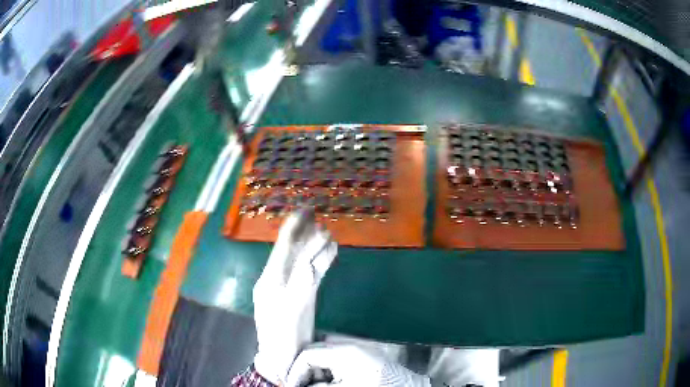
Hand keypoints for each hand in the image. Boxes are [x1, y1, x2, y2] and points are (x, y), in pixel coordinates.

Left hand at [253, 209, 337, 384]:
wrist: (284, 356)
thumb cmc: (282, 336)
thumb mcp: (288, 313)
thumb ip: (299, 288)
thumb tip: (310, 264)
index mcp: (271, 279)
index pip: (282, 247)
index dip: (293, 228)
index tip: (304, 210)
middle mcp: (280, 278)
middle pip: (295, 251)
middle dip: (306, 234)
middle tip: (320, 218)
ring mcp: (292, 286)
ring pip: (305, 260)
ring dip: (317, 247)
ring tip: (330, 233)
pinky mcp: (304, 295)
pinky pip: (313, 273)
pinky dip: (322, 261)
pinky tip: (332, 252)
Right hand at [286, 343, 430, 386]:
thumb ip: (316, 386)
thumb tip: (301, 385)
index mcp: (343, 351)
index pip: (308, 354)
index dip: (296, 370)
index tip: (291, 384)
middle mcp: (350, 346)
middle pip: (317, 352)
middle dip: (306, 369)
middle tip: (302, 384)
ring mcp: (359, 351)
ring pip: (327, 356)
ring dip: (318, 370)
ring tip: (316, 384)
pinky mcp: (366, 357)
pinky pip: (340, 360)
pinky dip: (331, 371)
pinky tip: (331, 381)